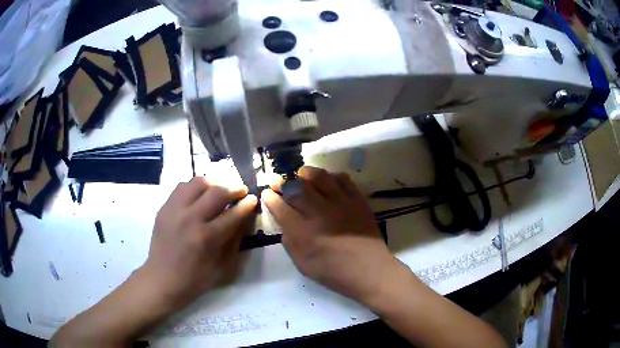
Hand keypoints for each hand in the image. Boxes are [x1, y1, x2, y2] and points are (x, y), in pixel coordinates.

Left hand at [141, 177, 256, 307]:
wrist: (162, 279)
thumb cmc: (195, 278)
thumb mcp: (221, 265)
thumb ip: (234, 240)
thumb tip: (244, 219)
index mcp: (206, 237)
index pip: (232, 214)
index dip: (246, 205)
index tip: (253, 199)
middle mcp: (190, 218)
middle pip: (217, 192)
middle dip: (234, 188)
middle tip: (241, 190)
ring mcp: (175, 210)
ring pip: (198, 182)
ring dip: (214, 182)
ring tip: (220, 188)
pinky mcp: (164, 207)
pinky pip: (182, 187)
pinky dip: (195, 187)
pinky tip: (199, 194)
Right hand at [262, 166, 400, 301]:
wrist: (369, 270)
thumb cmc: (334, 272)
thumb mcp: (303, 264)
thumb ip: (289, 242)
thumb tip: (285, 222)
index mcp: (303, 233)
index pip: (280, 208)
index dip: (270, 198)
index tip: (267, 193)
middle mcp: (320, 213)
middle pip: (297, 188)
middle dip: (282, 182)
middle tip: (277, 181)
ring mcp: (341, 203)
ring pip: (319, 177)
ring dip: (305, 174)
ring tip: (300, 175)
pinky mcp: (357, 200)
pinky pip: (342, 179)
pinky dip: (331, 176)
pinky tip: (326, 181)